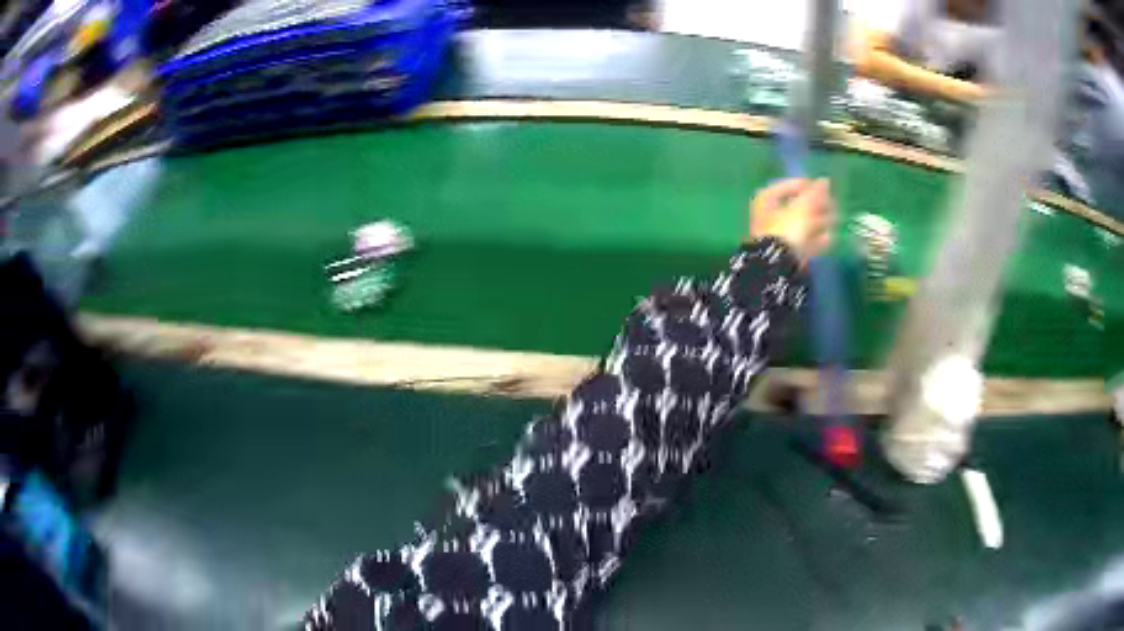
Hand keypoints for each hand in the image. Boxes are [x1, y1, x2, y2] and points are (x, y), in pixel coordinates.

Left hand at [748, 178, 835, 264]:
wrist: (778, 265)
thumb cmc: (786, 229)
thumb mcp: (802, 209)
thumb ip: (814, 195)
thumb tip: (825, 180)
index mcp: (766, 200)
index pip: (785, 187)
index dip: (803, 186)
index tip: (821, 188)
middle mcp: (769, 216)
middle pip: (796, 207)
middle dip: (816, 206)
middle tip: (833, 205)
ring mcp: (778, 236)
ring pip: (802, 225)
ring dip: (820, 222)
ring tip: (836, 220)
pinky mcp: (788, 253)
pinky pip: (804, 242)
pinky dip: (817, 239)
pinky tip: (830, 238)